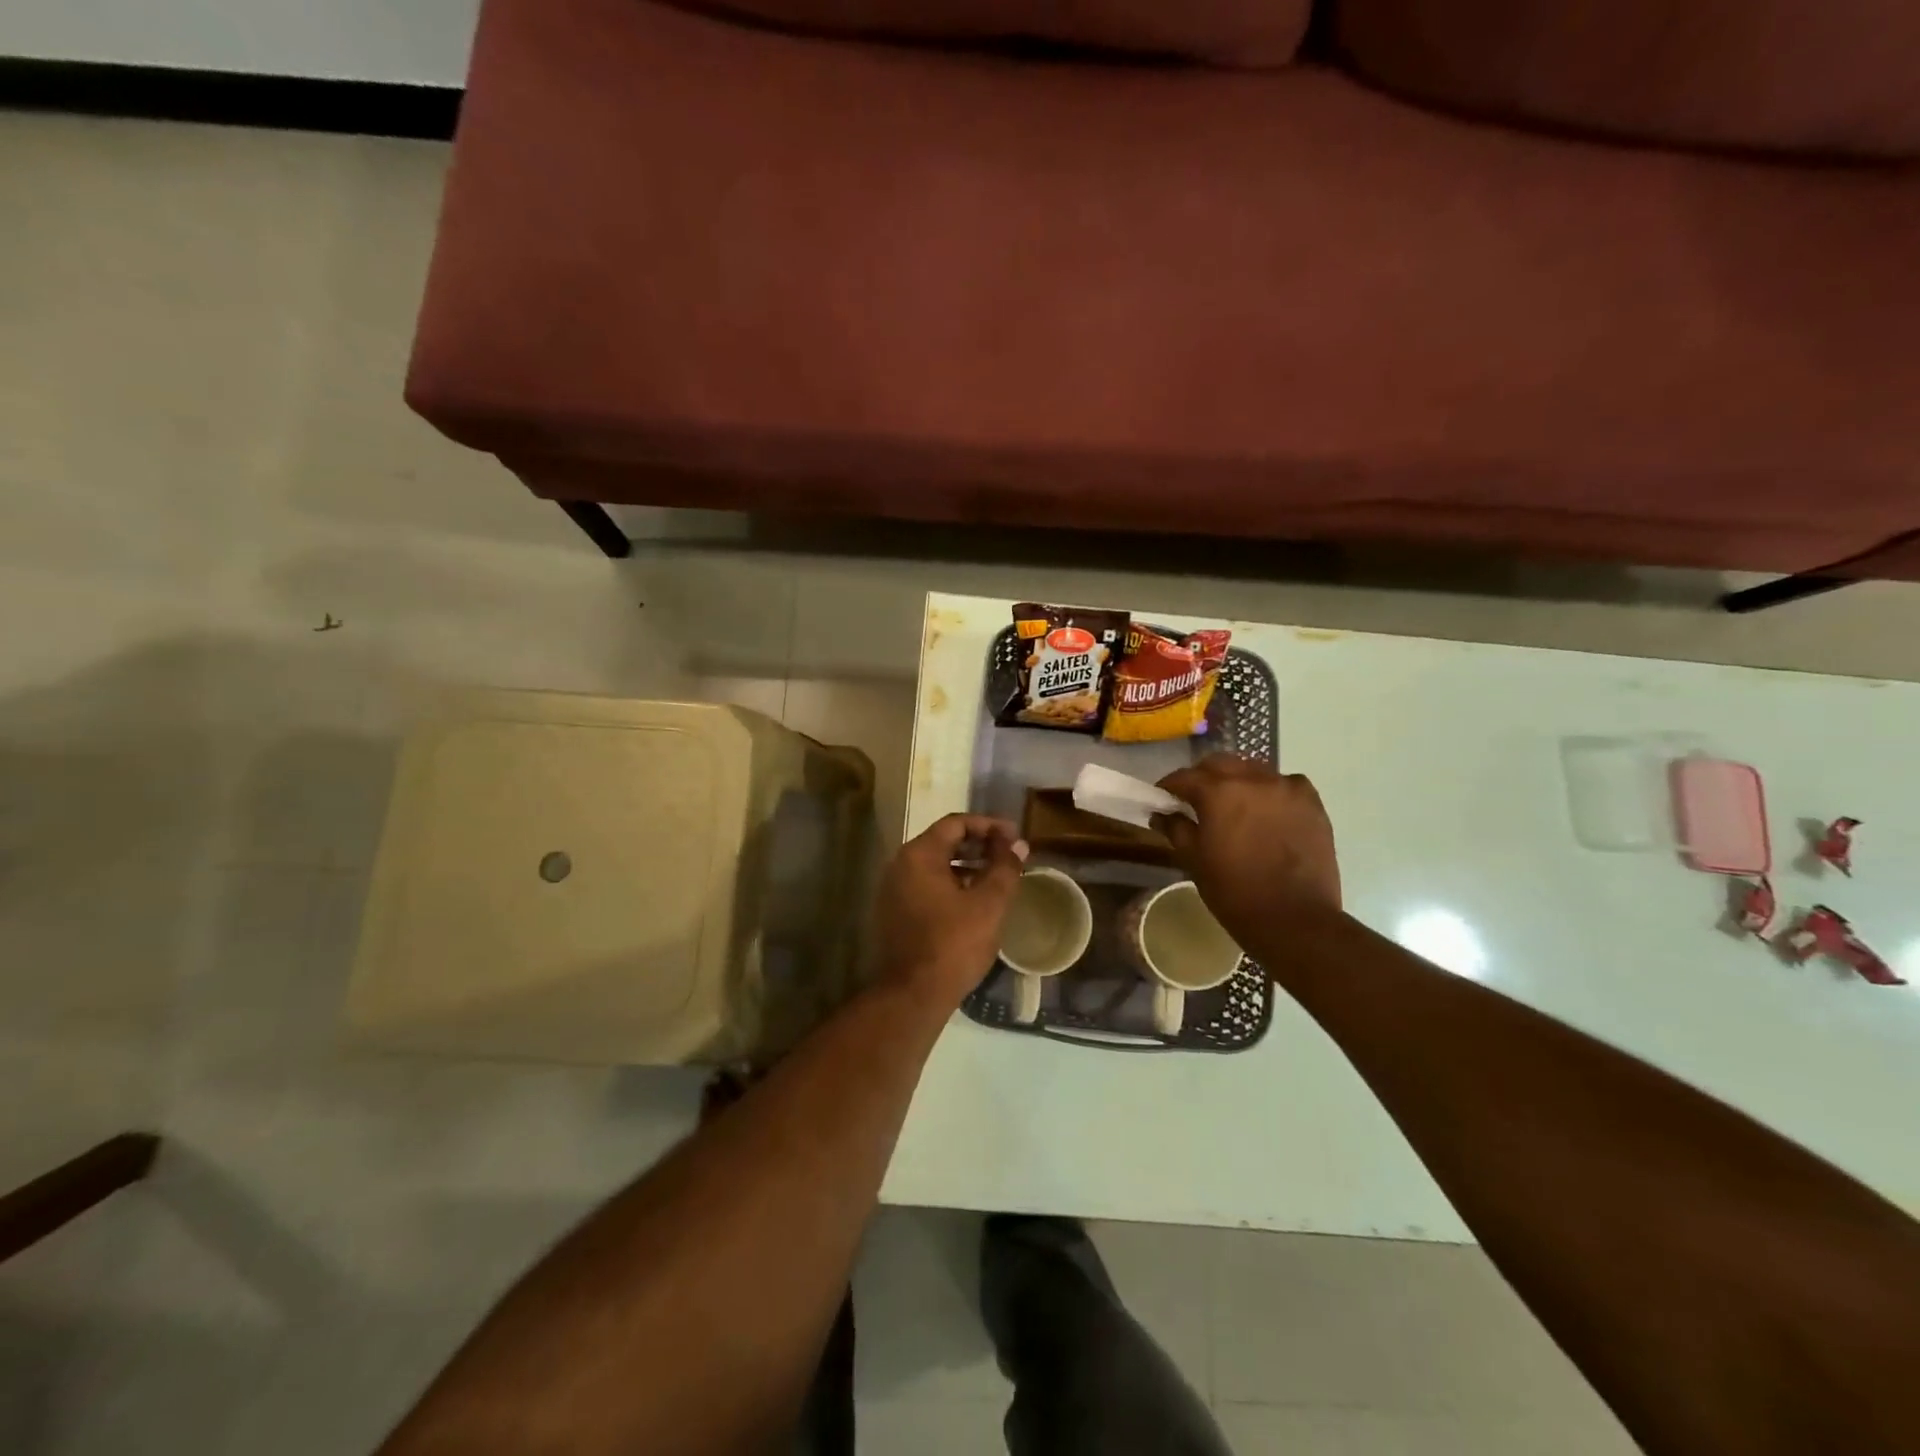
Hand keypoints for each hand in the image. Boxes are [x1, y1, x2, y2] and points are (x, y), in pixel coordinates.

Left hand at [873, 814, 1027, 1010]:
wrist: (913, 995)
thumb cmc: (953, 944)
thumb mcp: (989, 904)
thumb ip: (1004, 868)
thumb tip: (1017, 845)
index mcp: (919, 855)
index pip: (956, 823)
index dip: (989, 826)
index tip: (1015, 837)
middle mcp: (900, 865)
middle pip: (943, 842)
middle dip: (979, 845)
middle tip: (1009, 855)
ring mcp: (894, 891)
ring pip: (936, 866)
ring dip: (967, 866)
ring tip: (997, 877)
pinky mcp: (895, 913)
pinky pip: (927, 886)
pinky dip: (952, 884)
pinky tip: (975, 901)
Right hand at [1154, 755, 1340, 939]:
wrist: (1294, 919)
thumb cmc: (1234, 892)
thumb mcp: (1194, 861)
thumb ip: (1177, 829)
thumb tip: (1162, 814)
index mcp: (1218, 792)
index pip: (1185, 777)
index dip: (1170, 786)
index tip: (1163, 798)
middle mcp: (1253, 779)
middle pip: (1220, 764)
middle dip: (1203, 777)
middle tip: (1196, 800)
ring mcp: (1287, 788)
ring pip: (1254, 770)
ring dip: (1238, 781)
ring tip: (1234, 805)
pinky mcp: (1312, 803)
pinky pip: (1286, 784)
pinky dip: (1272, 791)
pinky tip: (1269, 811)